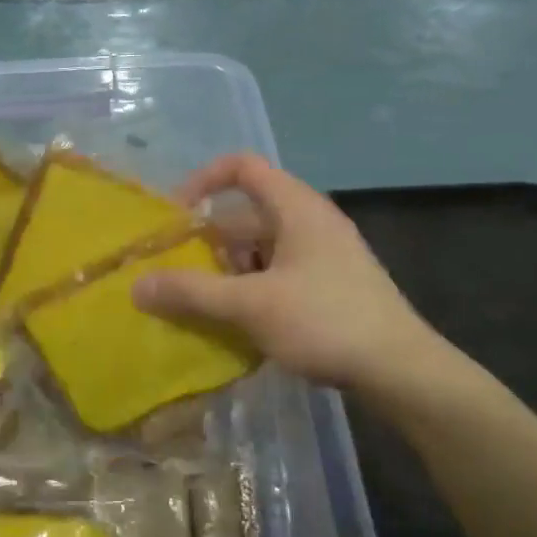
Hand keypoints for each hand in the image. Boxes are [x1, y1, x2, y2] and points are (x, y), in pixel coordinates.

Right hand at [131, 153, 451, 392]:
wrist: (401, 370)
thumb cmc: (325, 322)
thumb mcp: (251, 305)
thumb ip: (192, 293)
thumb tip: (136, 286)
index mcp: (296, 208)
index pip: (243, 167)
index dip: (203, 180)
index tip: (175, 215)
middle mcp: (311, 222)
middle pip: (247, 214)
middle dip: (209, 241)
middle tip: (179, 274)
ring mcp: (324, 256)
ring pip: (262, 249)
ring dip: (228, 271)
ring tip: (202, 305)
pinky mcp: (331, 286)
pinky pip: (278, 274)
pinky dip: (252, 289)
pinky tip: (238, 324)